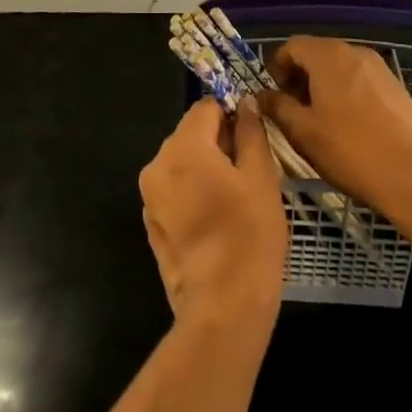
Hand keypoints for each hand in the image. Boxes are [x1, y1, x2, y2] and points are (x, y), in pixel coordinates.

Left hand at [139, 98, 287, 329]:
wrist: (222, 310)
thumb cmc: (248, 236)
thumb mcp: (260, 177)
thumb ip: (250, 132)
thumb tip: (244, 102)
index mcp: (182, 147)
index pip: (205, 108)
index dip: (231, 116)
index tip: (253, 139)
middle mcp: (157, 164)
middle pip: (190, 135)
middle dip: (218, 144)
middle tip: (249, 173)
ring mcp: (150, 197)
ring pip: (182, 164)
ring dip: (205, 170)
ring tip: (235, 200)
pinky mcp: (152, 224)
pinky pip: (174, 192)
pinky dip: (193, 194)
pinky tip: (217, 221)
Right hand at [258, 37, 411, 226]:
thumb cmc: (351, 151)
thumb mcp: (303, 133)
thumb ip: (277, 107)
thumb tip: (261, 95)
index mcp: (328, 56)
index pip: (292, 46)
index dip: (277, 67)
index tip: (274, 95)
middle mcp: (353, 51)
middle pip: (317, 54)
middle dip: (300, 77)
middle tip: (294, 110)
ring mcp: (379, 67)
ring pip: (340, 67)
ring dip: (323, 86)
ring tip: (321, 120)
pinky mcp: (396, 87)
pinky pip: (360, 80)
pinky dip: (346, 93)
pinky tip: (349, 126)